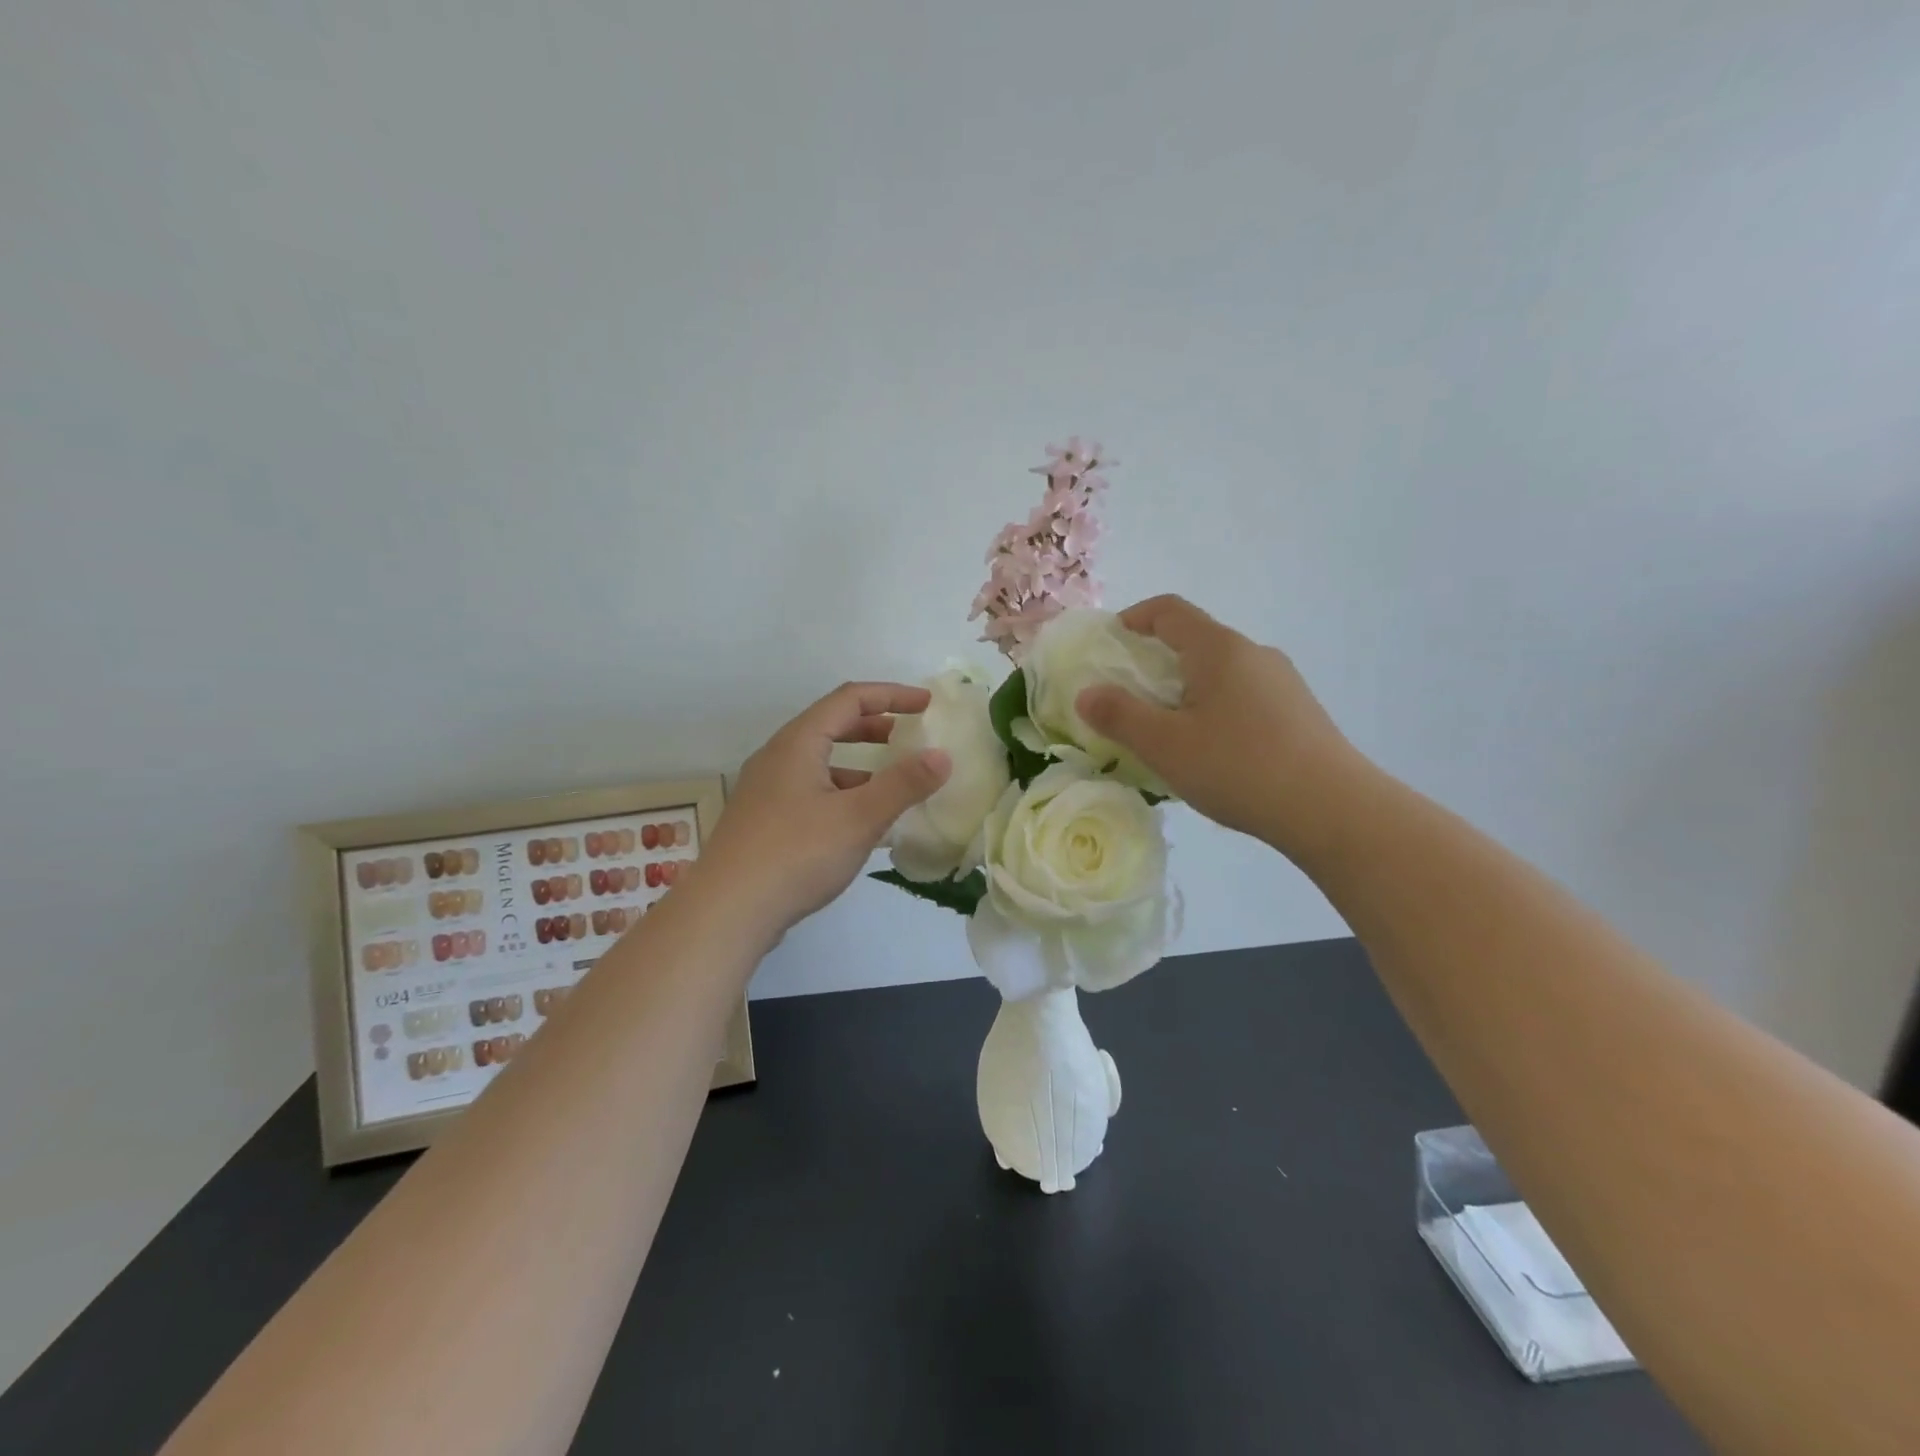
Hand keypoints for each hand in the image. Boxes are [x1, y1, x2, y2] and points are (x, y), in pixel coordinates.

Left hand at [701, 682, 951, 936]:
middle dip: (874, 727)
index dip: (891, 695)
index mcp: (798, 743)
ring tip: (892, 784)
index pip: (850, 699)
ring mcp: (766, 791)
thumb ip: (903, 785)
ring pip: (820, 763)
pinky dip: (841, 794)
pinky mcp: (763, 822)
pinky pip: (810, 792)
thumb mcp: (859, 818)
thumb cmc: (796, 854)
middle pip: (831, 726)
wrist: (727, 912)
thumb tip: (942, 756)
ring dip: (858, 765)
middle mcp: (778, 758)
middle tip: (908, 737)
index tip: (926, 705)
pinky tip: (859, 825)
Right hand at [1075, 596, 1360, 855]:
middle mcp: (1254, 654)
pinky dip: (1215, 710)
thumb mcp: (1165, 745)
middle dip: (1156, 663)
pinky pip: (1244, 697)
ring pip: (1221, 673)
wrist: (1333, 809)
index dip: (1134, 618)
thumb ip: (1119, 715)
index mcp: (1219, 649)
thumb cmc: (1239, 767)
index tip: (1110, 644)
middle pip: (1195, 641)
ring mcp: (1283, 682)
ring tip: (1170, 733)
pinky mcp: (1299, 713)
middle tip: (1130, 699)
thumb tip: (1087, 693)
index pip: (1169, 610)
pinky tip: (1214, 754)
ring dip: (1187, 690)